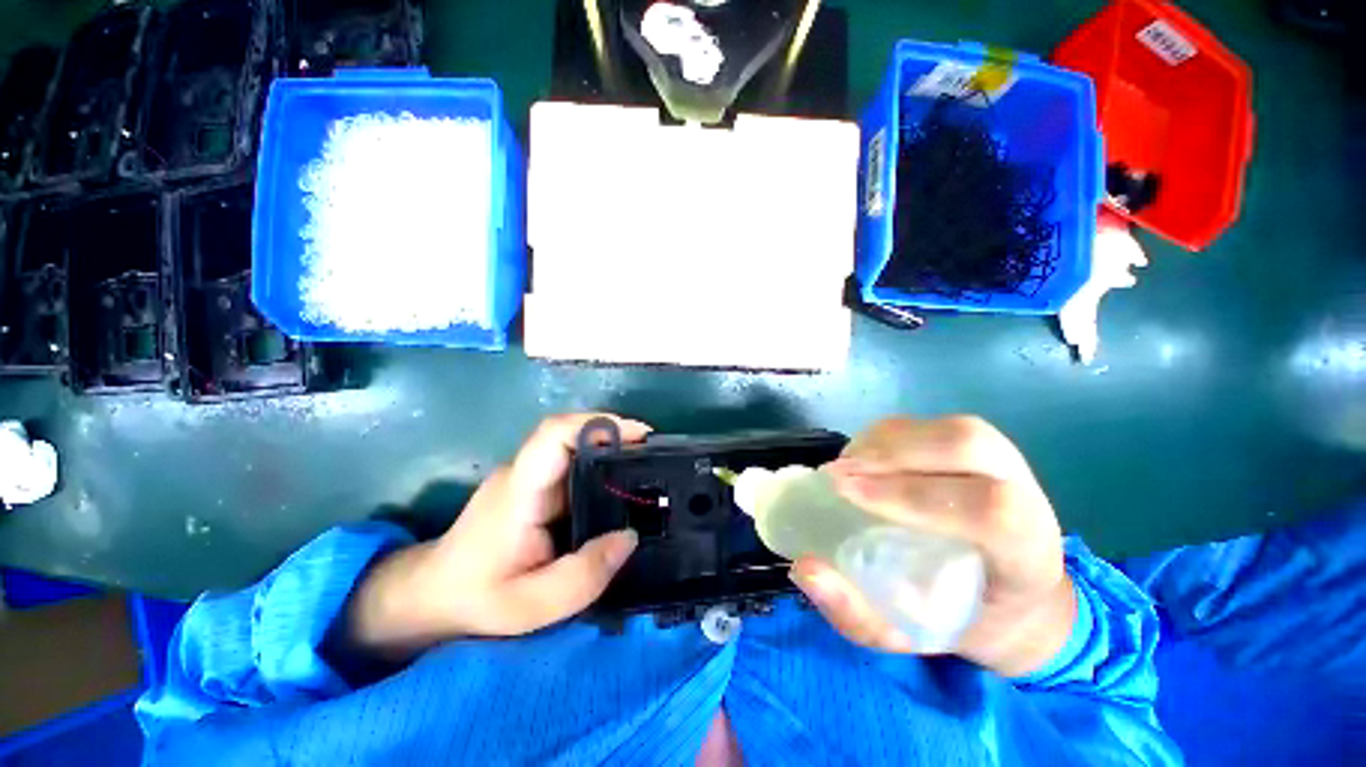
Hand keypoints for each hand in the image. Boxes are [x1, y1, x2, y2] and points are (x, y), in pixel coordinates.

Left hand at [346, 414, 647, 660]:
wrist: (430, 597)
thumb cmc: (475, 599)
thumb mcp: (531, 606)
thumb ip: (583, 576)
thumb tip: (630, 537)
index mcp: (520, 491)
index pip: (554, 434)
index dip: (598, 424)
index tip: (638, 433)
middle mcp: (524, 473)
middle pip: (572, 435)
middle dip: (617, 436)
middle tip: (656, 455)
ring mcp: (529, 478)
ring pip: (575, 449)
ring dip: (612, 451)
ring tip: (648, 470)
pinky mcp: (535, 487)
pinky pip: (573, 466)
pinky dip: (602, 468)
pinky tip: (623, 489)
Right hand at [789, 416, 1075, 676]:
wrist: (1013, 598)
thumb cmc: (962, 619)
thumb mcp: (909, 636)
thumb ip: (857, 614)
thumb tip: (805, 569)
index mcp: (1026, 554)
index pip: (986, 509)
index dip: (911, 495)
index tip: (848, 495)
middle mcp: (1027, 496)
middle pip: (968, 444)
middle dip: (892, 454)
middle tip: (838, 475)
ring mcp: (1005, 464)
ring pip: (946, 429)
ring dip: (884, 441)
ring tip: (845, 467)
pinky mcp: (976, 447)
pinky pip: (927, 427)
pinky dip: (884, 436)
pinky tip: (861, 458)